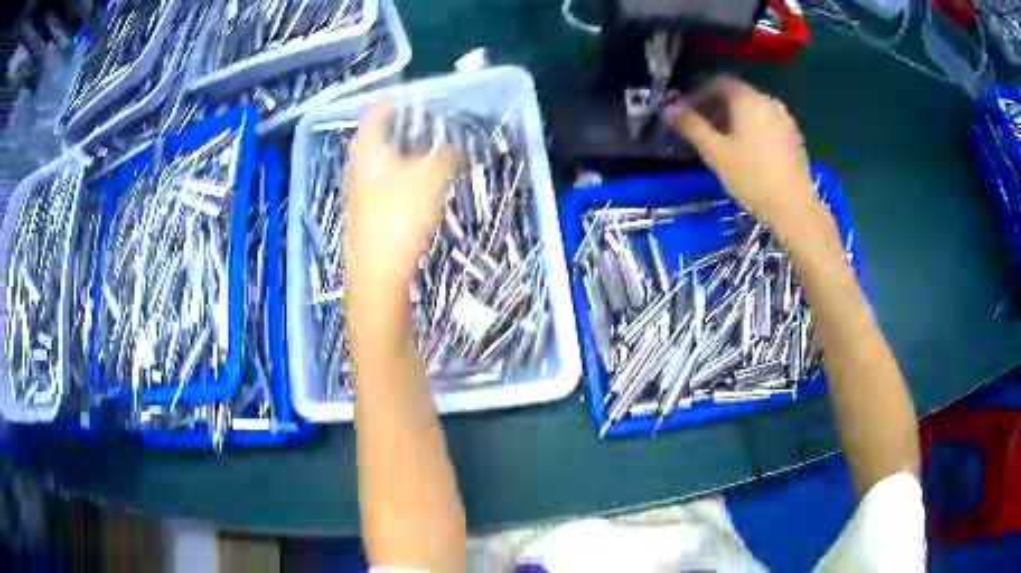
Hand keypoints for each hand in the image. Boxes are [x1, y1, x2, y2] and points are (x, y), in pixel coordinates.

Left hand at [345, 99, 455, 305]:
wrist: (376, 274)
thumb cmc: (399, 218)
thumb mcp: (431, 178)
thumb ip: (448, 154)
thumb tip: (460, 142)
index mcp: (368, 147)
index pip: (380, 109)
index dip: (403, 99)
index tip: (428, 96)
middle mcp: (359, 163)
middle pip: (384, 133)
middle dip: (411, 125)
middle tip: (441, 122)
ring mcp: (361, 188)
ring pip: (388, 158)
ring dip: (411, 151)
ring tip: (440, 149)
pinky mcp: (369, 209)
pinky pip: (389, 180)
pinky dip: (407, 173)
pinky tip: (426, 183)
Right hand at [663, 77, 823, 236]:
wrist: (795, 208)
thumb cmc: (752, 177)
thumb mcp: (715, 152)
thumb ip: (691, 126)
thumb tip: (668, 109)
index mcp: (748, 99)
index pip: (718, 83)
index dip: (698, 94)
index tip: (685, 113)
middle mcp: (769, 101)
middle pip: (737, 95)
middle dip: (715, 106)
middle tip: (700, 128)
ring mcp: (785, 119)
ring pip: (753, 109)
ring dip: (734, 118)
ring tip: (722, 141)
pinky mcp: (794, 137)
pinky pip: (767, 122)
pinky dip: (751, 128)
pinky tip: (746, 150)